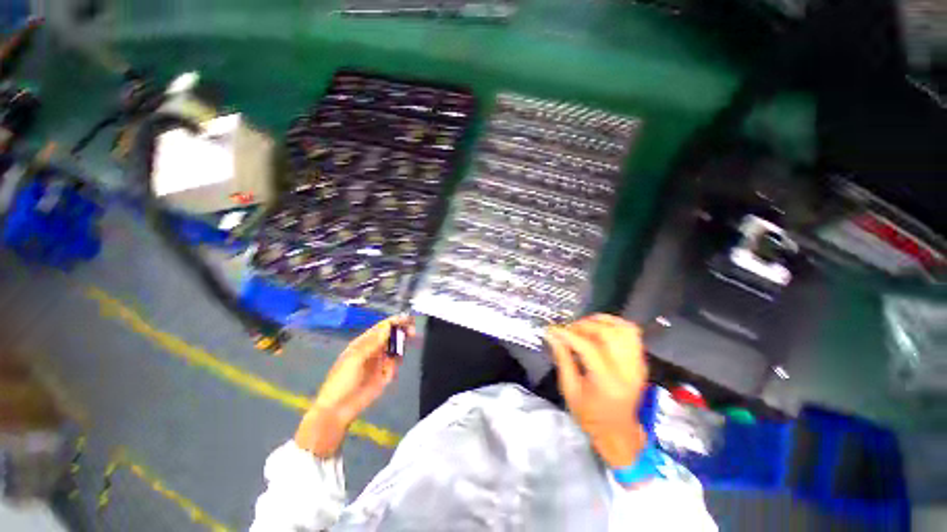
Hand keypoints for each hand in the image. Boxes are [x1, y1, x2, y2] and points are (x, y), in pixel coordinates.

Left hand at [296, 315, 415, 456]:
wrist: (338, 409)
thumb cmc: (342, 380)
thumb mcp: (355, 358)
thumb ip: (373, 342)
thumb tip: (388, 326)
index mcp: (363, 343)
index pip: (381, 328)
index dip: (394, 322)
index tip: (407, 319)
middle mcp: (373, 350)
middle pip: (391, 336)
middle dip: (401, 332)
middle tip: (412, 331)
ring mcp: (380, 362)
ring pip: (395, 349)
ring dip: (401, 347)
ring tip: (403, 350)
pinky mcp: (385, 375)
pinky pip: (395, 365)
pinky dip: (396, 364)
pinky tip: (389, 372)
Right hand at [546, 314, 647, 468]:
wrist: (618, 432)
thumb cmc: (590, 416)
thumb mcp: (570, 389)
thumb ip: (562, 358)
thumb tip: (552, 335)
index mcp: (608, 383)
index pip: (589, 348)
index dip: (568, 335)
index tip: (553, 330)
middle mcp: (627, 371)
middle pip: (609, 334)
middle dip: (584, 326)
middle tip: (569, 329)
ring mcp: (638, 365)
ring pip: (624, 329)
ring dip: (602, 321)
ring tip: (585, 325)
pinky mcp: (641, 362)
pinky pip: (632, 334)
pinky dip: (615, 325)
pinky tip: (600, 328)